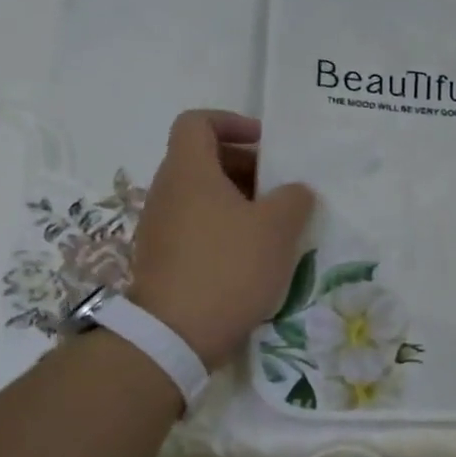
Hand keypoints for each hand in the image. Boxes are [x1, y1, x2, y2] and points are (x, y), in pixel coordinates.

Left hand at [126, 110, 314, 367]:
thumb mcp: (276, 229)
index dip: (232, 122)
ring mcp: (161, 227)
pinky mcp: (163, 259)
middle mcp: (167, 192)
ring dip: (239, 201)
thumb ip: (294, 199)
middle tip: (280, 189)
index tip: (265, 143)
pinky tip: (253, 257)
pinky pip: (197, 227)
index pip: (198, 122)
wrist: (175, 335)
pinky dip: (225, 229)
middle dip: (245, 166)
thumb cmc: (228, 268)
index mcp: (189, 172)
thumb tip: (294, 191)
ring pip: (202, 196)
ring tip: (274, 226)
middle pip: (203, 159)